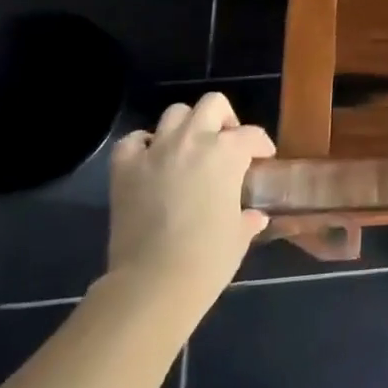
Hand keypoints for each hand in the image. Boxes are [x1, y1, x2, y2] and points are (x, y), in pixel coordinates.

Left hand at [103, 93, 274, 331]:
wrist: (153, 283)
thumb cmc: (208, 259)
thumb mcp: (239, 236)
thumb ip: (247, 218)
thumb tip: (254, 217)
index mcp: (228, 153)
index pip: (252, 135)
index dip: (261, 145)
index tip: (263, 158)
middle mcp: (193, 141)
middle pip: (212, 105)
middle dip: (223, 119)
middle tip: (225, 143)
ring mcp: (156, 151)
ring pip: (174, 114)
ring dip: (185, 127)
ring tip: (188, 150)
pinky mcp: (125, 169)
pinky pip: (133, 141)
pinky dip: (143, 145)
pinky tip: (151, 161)